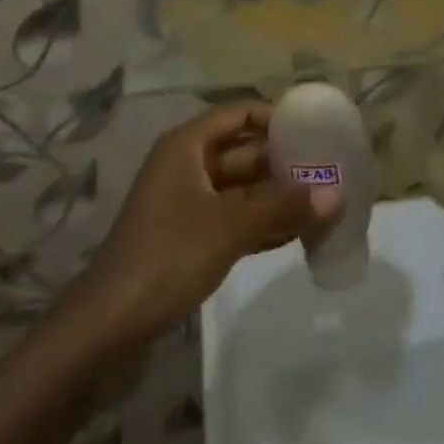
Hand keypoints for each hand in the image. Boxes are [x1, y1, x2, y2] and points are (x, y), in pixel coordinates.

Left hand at [79, 102, 335, 344]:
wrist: (106, 330)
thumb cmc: (168, 257)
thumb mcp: (230, 227)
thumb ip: (284, 207)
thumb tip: (338, 195)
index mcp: (187, 145)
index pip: (240, 113)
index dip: (276, 117)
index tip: (315, 127)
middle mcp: (186, 165)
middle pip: (242, 152)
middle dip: (282, 162)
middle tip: (328, 171)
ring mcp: (184, 204)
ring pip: (240, 189)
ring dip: (275, 197)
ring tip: (321, 204)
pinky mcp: (185, 240)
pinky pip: (231, 219)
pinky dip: (259, 224)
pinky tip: (295, 235)